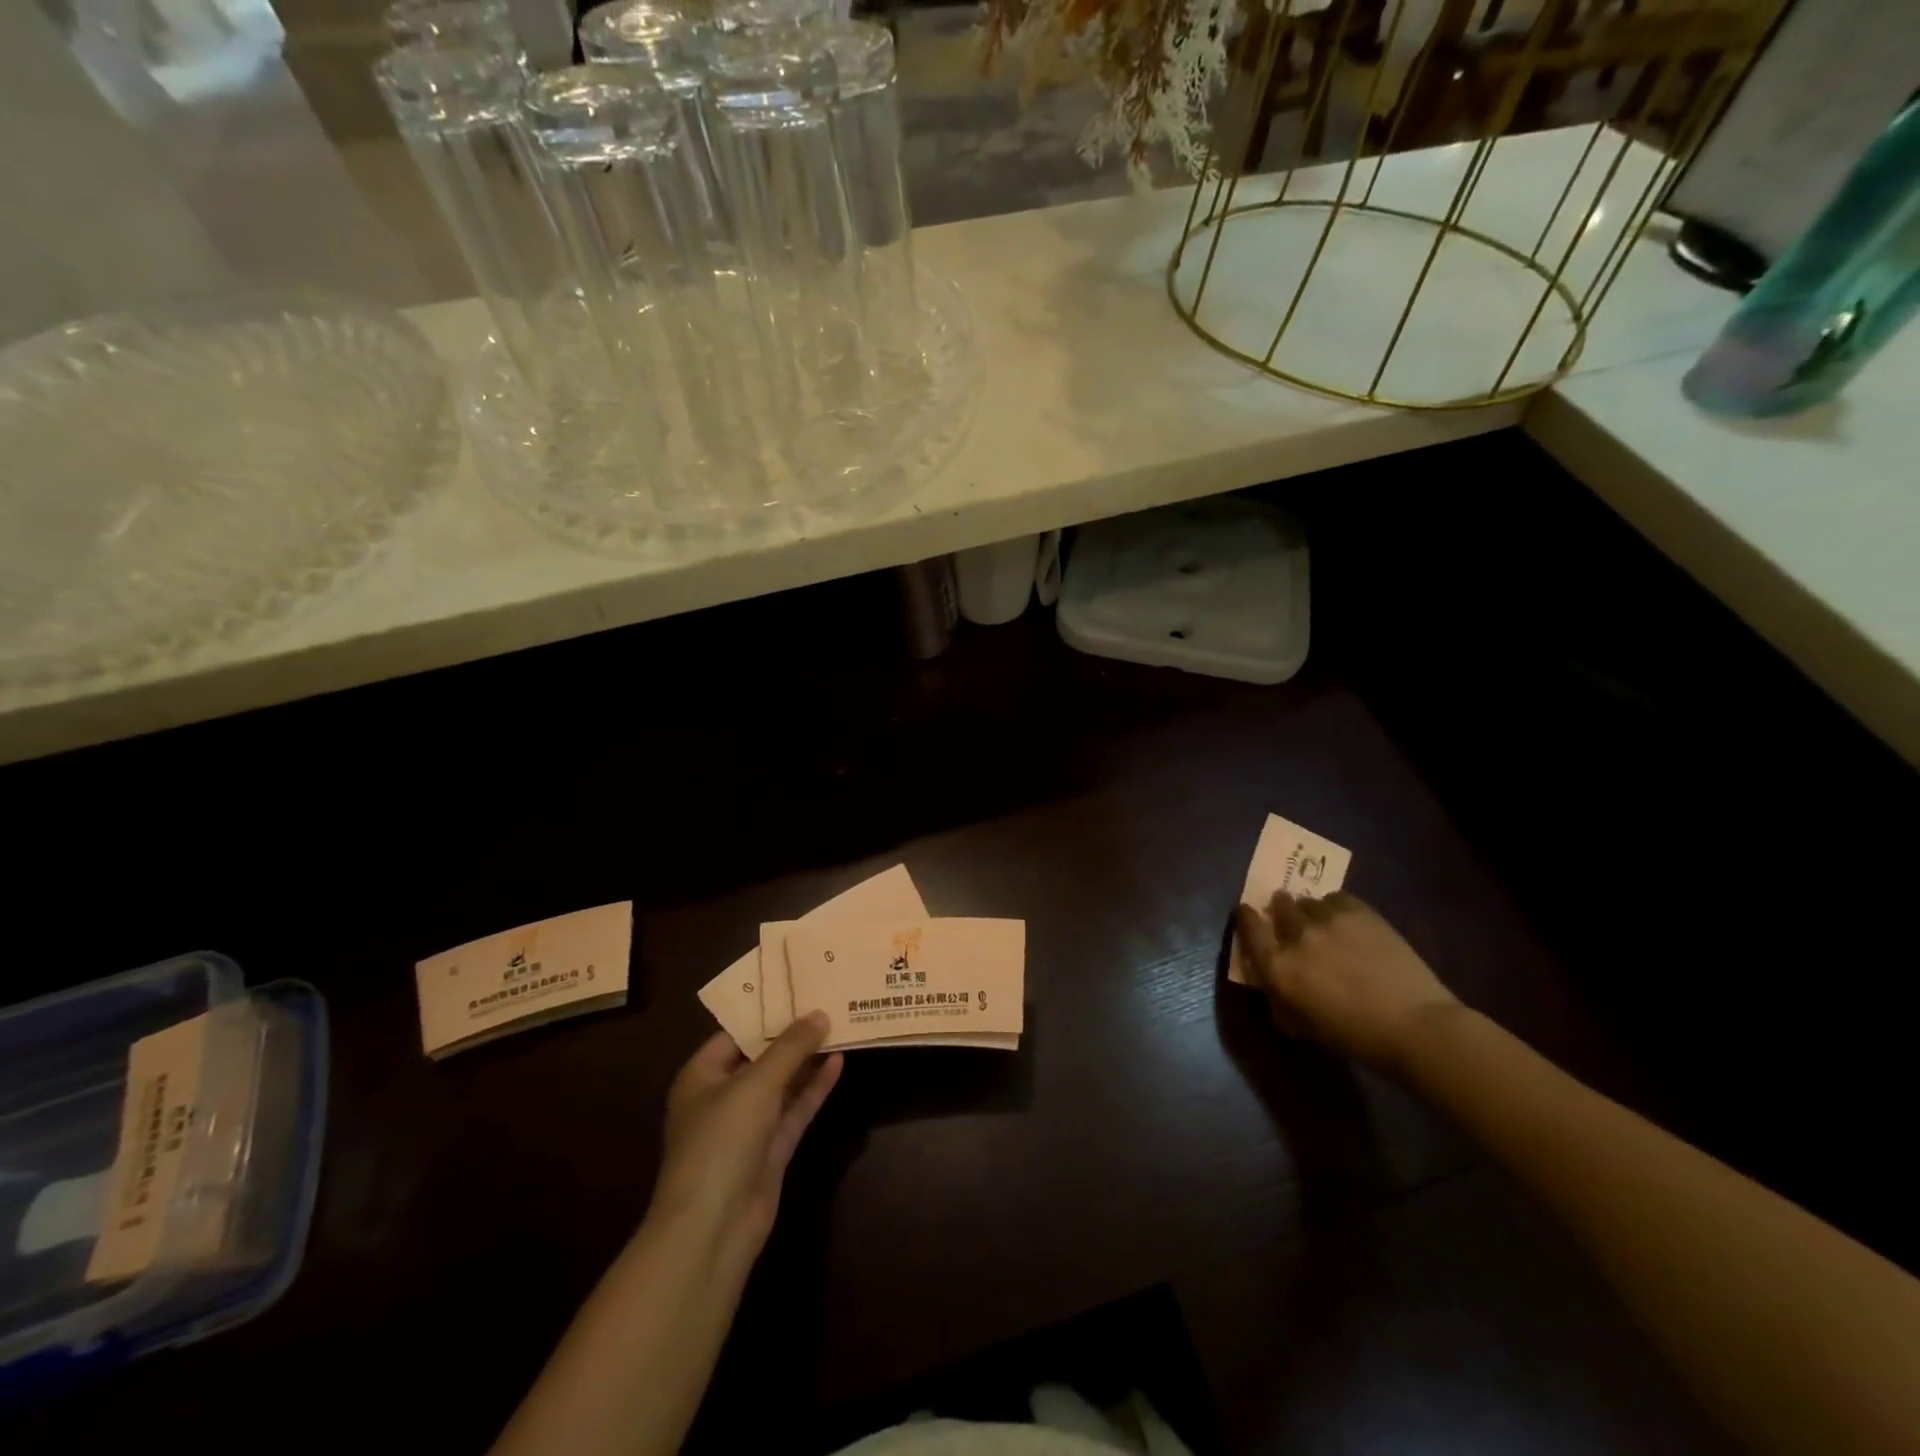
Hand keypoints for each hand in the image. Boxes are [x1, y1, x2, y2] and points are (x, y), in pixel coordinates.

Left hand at [650, 1013, 843, 1262]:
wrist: (713, 1228)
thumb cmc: (721, 1141)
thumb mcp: (756, 1084)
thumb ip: (790, 1047)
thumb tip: (820, 1013)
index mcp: (701, 1076)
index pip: (735, 1032)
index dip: (766, 1011)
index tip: (799, 987)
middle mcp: (722, 1097)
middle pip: (761, 1057)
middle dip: (792, 1034)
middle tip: (826, 1001)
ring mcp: (748, 1126)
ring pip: (782, 1083)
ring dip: (807, 1060)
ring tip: (839, 1025)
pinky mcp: (771, 1150)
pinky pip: (795, 1109)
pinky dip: (814, 1088)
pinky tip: (838, 1063)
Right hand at [1233, 890, 1459, 1071]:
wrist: (1416, 1027)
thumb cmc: (1356, 1038)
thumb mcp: (1304, 1026)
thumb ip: (1281, 999)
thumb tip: (1273, 984)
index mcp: (1278, 967)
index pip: (1248, 928)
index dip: (1246, 917)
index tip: (1247, 913)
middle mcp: (1296, 937)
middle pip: (1279, 906)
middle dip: (1281, 909)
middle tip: (1289, 918)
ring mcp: (1328, 920)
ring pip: (1308, 901)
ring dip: (1309, 910)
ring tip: (1322, 921)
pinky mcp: (1359, 911)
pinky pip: (1336, 898)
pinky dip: (1335, 906)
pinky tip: (1345, 920)